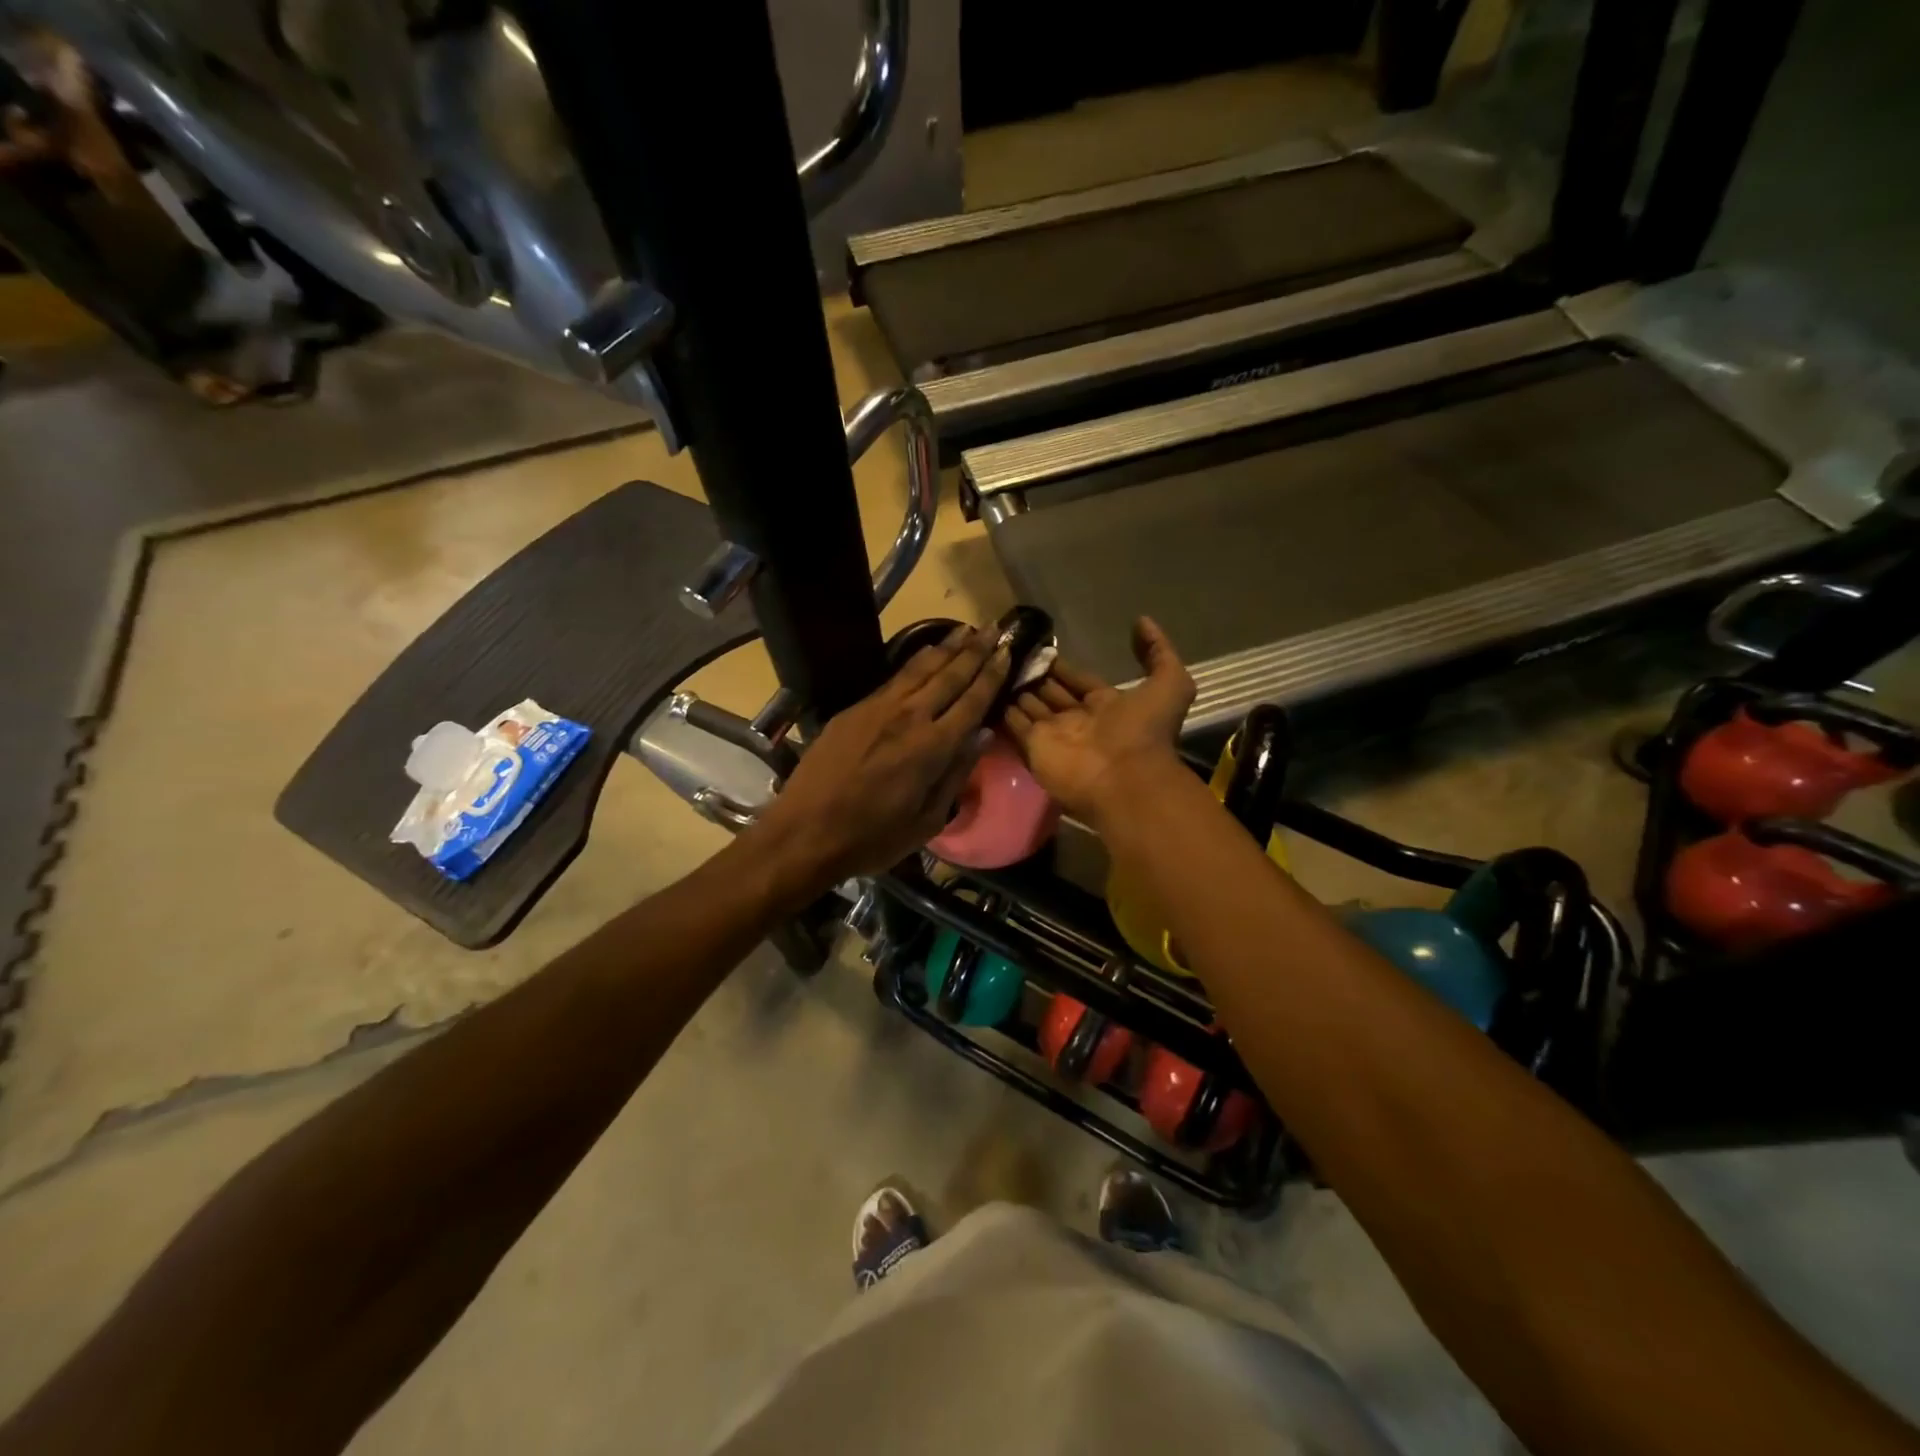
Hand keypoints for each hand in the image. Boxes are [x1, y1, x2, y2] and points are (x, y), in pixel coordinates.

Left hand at [746, 625, 1010, 895]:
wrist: (804, 832)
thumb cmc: (872, 838)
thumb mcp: (927, 821)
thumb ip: (956, 774)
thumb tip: (983, 735)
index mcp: (932, 747)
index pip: (972, 701)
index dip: (992, 675)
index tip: (1008, 652)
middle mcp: (909, 717)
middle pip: (950, 675)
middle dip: (975, 651)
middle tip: (996, 629)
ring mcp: (879, 708)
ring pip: (921, 668)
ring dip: (947, 647)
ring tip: (967, 630)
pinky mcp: (855, 709)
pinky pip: (895, 677)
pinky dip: (917, 661)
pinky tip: (927, 652)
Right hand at [1002, 617, 1194, 825]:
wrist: (1125, 779)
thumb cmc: (1145, 732)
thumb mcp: (1170, 684)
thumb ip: (1158, 651)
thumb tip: (1142, 621)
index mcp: (1106, 704)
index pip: (1077, 680)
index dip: (1061, 667)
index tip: (1042, 648)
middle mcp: (1076, 719)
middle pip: (1050, 692)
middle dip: (1034, 676)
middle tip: (1010, 654)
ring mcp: (1053, 734)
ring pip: (1029, 706)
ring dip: (1014, 689)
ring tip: (991, 666)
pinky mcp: (1033, 747)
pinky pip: (1013, 724)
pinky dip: (1000, 710)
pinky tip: (984, 688)